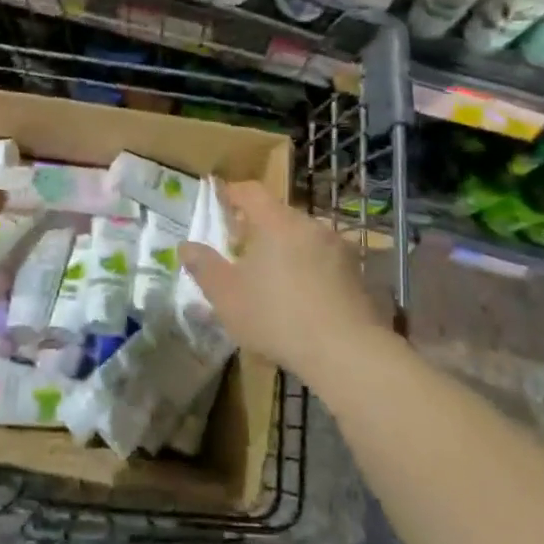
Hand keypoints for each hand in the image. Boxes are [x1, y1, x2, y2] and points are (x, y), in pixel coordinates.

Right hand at [179, 180, 389, 376]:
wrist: (347, 352)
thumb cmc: (276, 316)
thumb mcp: (226, 295)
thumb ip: (204, 267)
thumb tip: (186, 246)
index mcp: (276, 222)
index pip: (251, 191)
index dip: (232, 193)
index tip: (219, 202)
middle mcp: (310, 225)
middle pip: (278, 215)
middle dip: (257, 227)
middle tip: (240, 249)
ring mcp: (339, 249)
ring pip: (302, 238)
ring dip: (284, 250)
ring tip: (270, 278)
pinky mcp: (357, 275)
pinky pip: (323, 262)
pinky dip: (307, 270)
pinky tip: (300, 300)